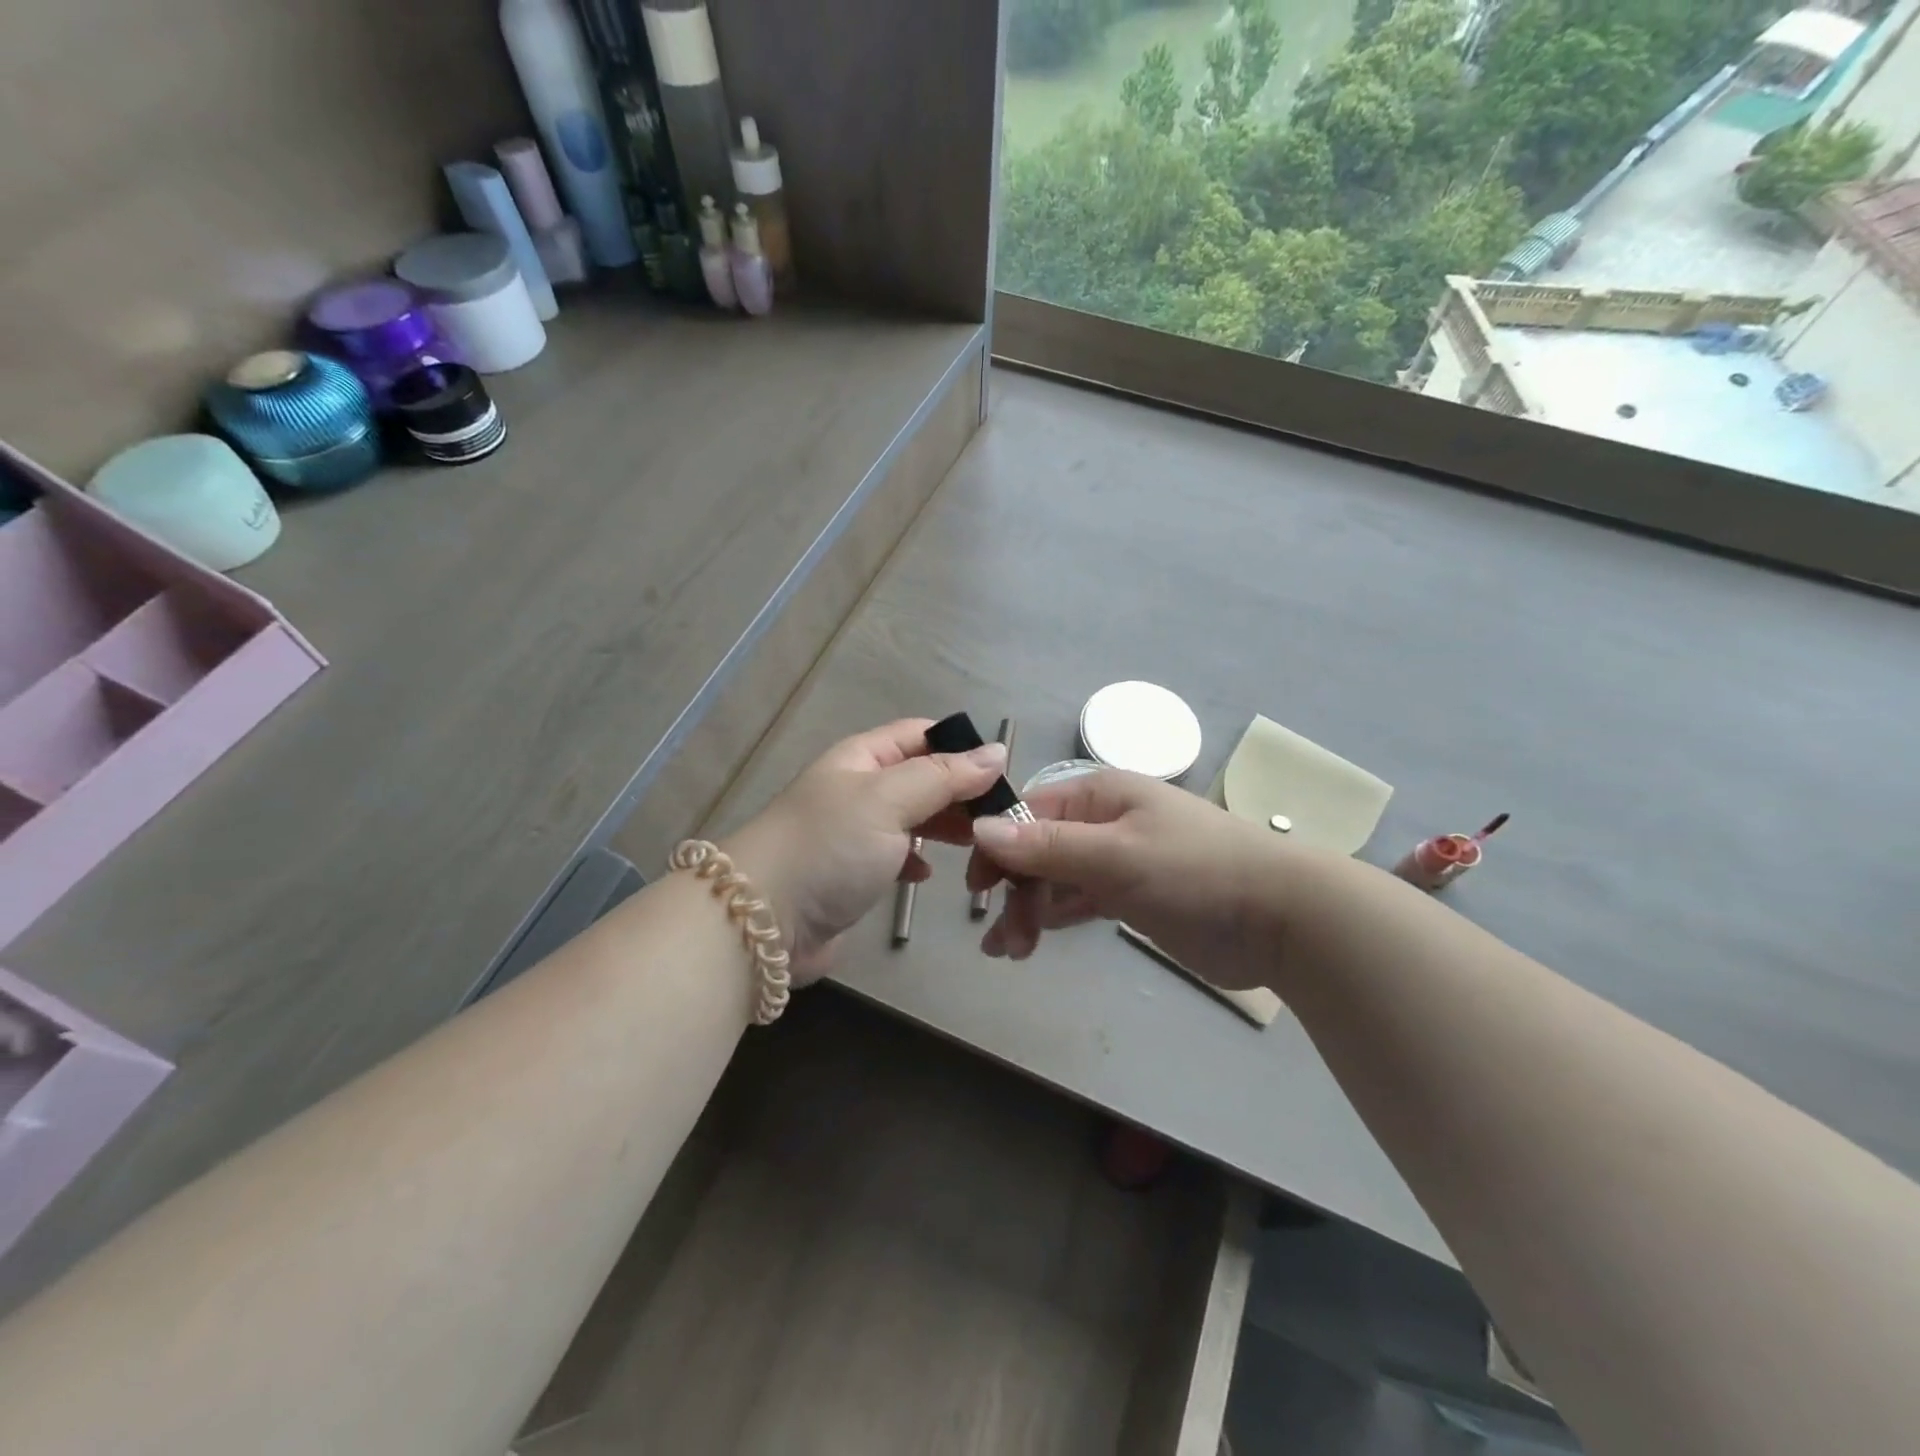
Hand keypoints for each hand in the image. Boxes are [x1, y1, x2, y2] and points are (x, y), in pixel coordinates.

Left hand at [725, 719, 1008, 985]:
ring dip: (945, 827)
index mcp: (863, 758)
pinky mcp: (853, 873)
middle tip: (1000, 818)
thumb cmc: (829, 847)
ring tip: (978, 846)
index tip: (1003, 773)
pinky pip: (897, 854)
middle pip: (922, 777)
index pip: (921, 734)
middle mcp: (860, 788)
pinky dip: (917, 858)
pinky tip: (926, 874)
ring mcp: (855, 832)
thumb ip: (943, 776)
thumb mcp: (888, 800)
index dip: (962, 747)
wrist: (761, 921)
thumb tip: (996, 751)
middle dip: (960, 792)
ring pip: (913, 817)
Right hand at [966, 770, 1313, 990]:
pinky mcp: (1128, 897)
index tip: (977, 886)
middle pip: (1036, 849)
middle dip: (1014, 889)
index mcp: (1099, 794)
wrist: (1281, 919)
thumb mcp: (1116, 855)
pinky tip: (1028, 943)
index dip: (997, 845)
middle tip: (1002, 938)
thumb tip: (979, 828)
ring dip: (1027, 910)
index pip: (1028, 812)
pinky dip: (1051, 918)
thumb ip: (1046, 846)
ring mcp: (1115, 860)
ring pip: (1053, 879)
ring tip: (1009, 951)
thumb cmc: (1195, 871)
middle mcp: (1102, 821)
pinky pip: (1075, 901)